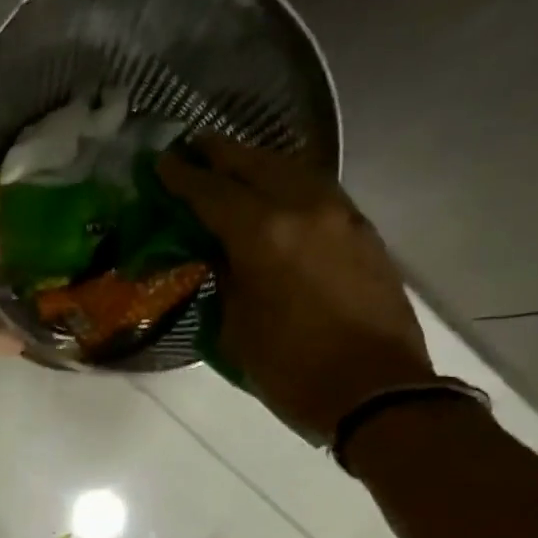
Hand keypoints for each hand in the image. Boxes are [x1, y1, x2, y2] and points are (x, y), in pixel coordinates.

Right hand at [159, 139, 432, 443]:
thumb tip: (223, 256)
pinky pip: (318, 190)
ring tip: (234, 165)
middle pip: (256, 164)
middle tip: (194, 147)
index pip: (213, 193)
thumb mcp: (239, 332)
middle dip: (221, 154)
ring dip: (259, 163)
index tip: (161, 163)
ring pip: (293, 169)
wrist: (376, 390)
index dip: (183, 178)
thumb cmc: (293, 372)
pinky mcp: (363, 231)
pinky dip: (290, 183)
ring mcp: (340, 215)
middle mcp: (304, 209)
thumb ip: (227, 283)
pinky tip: (278, 194)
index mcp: (264, 236)